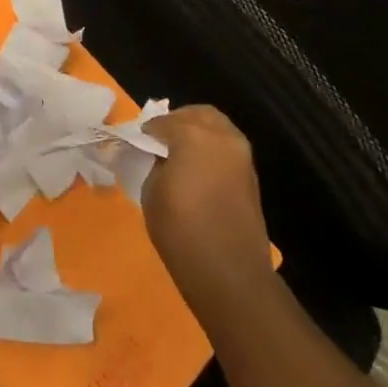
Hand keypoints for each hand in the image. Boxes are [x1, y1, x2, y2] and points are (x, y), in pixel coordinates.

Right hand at [141, 105, 273, 311]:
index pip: (163, 121)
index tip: (136, 143)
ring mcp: (242, 156)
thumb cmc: (181, 230)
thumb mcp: (152, 190)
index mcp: (194, 135)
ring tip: (177, 155)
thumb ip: (155, 162)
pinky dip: (210, 149)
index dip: (146, 131)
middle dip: (177, 121)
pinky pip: (227, 148)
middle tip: (159, 140)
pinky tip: (195, 170)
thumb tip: (159, 155)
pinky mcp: (251, 176)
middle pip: (198, 114)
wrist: (229, 273)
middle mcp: (222, 137)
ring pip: (217, 127)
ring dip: (197, 133)